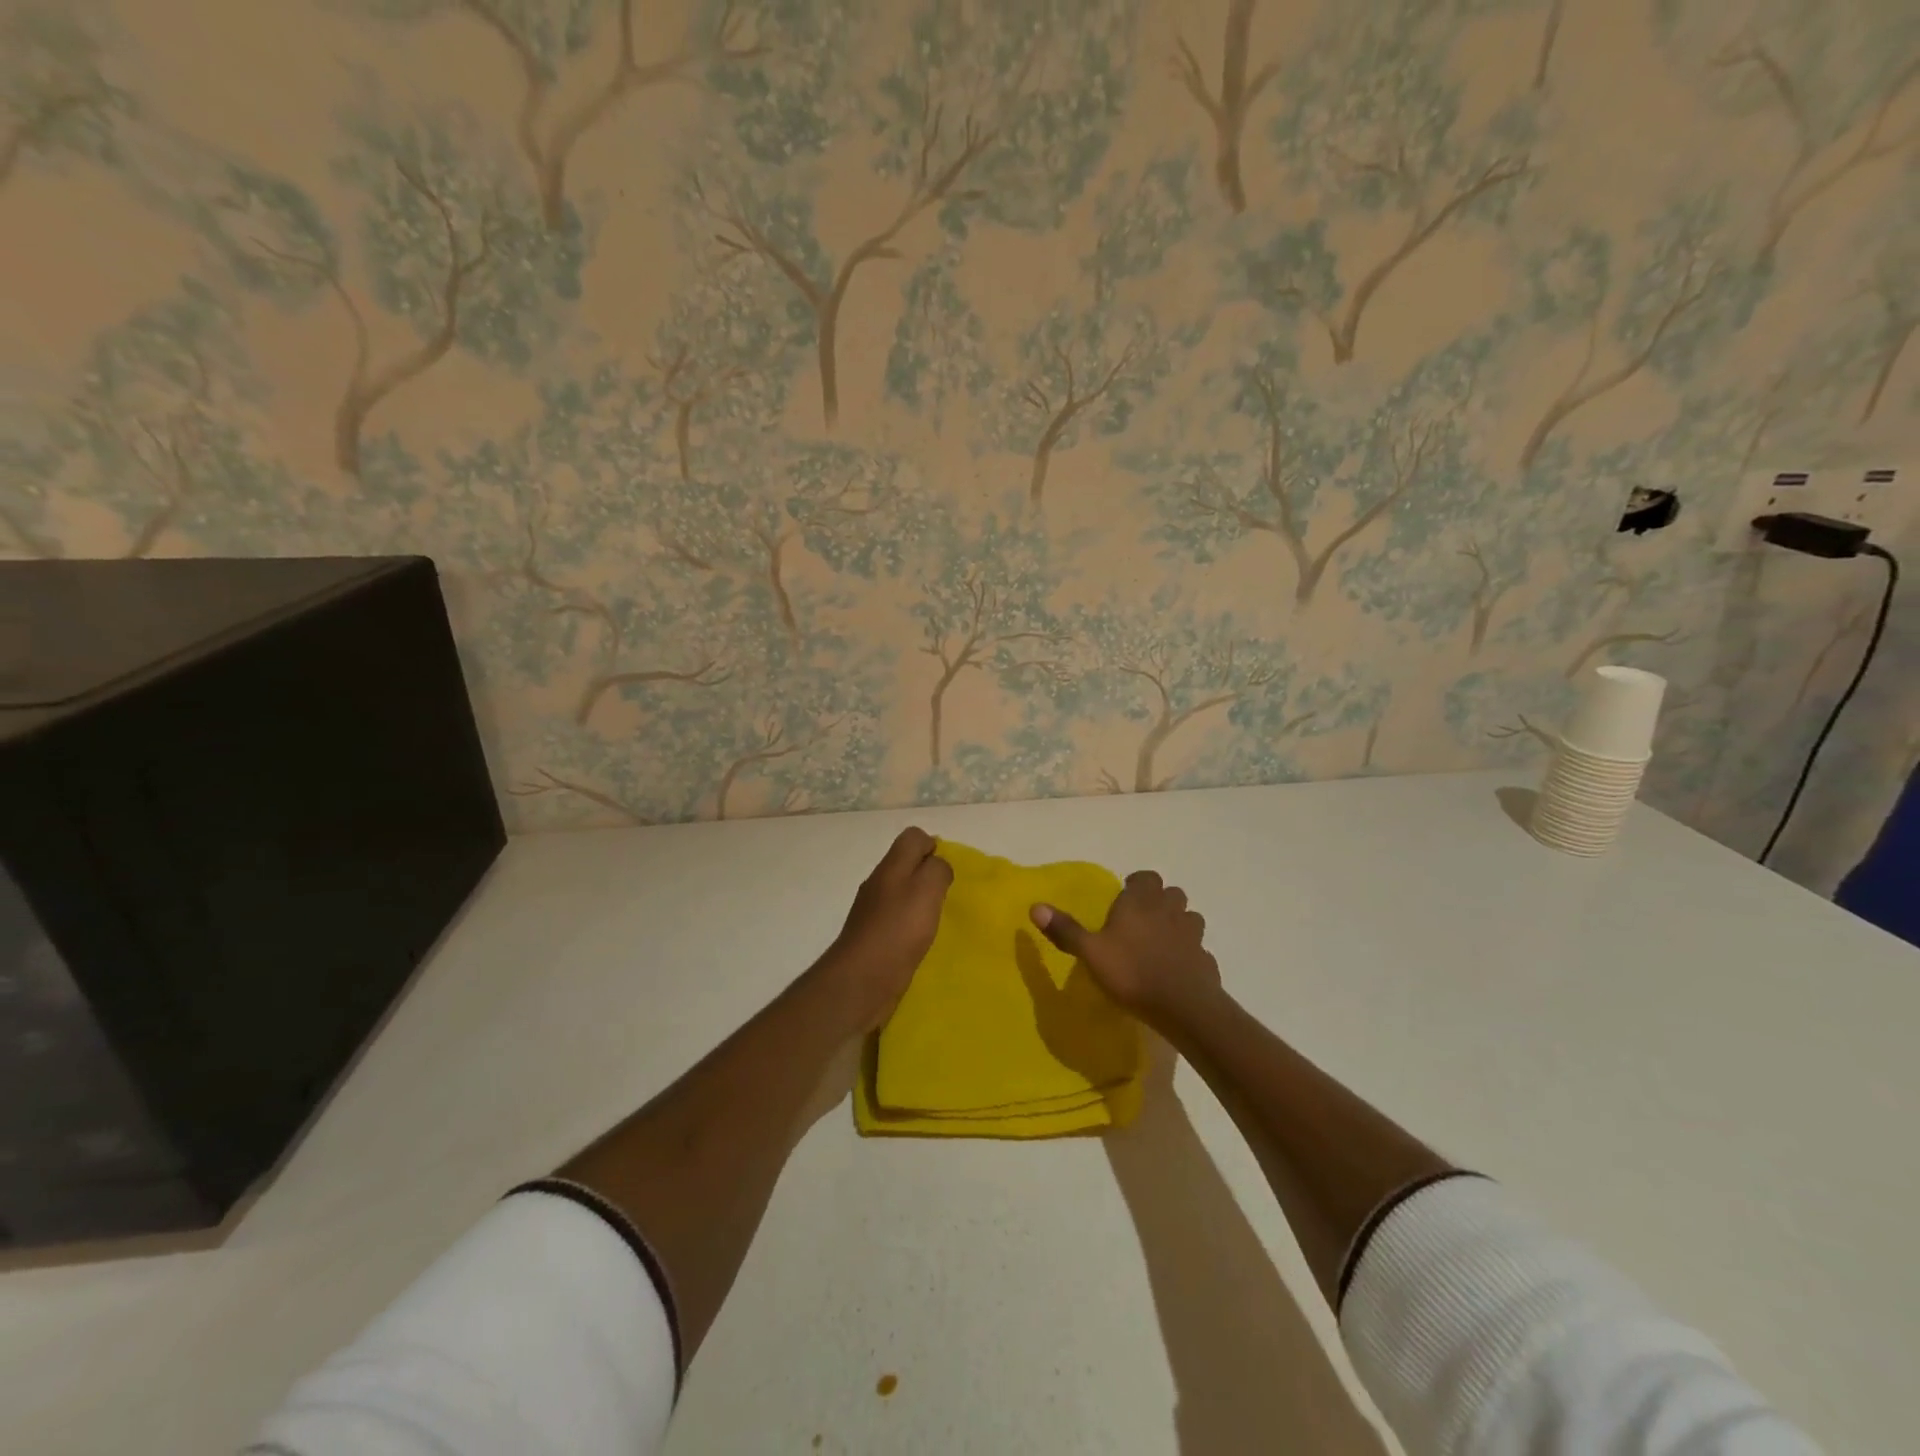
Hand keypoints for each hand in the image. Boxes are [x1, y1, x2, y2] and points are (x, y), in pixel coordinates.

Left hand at [827, 827, 953, 1030]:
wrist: (861, 981)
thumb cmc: (898, 930)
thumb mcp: (927, 889)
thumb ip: (937, 869)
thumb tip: (938, 865)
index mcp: (891, 866)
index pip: (912, 837)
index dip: (933, 846)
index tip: (948, 871)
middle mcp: (879, 883)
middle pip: (906, 863)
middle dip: (928, 874)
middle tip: (946, 896)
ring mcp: (872, 911)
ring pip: (901, 892)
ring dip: (920, 901)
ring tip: (937, 919)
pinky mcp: (873, 937)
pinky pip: (897, 919)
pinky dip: (911, 925)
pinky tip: (921, 941)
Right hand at [1030, 870, 1219, 1025]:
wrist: (1183, 1006)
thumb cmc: (1131, 972)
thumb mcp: (1090, 952)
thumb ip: (1065, 930)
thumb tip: (1035, 906)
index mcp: (1141, 902)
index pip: (1146, 877)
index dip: (1138, 884)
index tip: (1126, 896)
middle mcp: (1169, 911)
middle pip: (1171, 894)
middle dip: (1159, 901)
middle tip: (1142, 919)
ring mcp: (1192, 935)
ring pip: (1189, 918)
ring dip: (1178, 924)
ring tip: (1161, 941)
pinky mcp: (1206, 960)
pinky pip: (1198, 949)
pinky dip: (1189, 953)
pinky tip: (1177, 969)